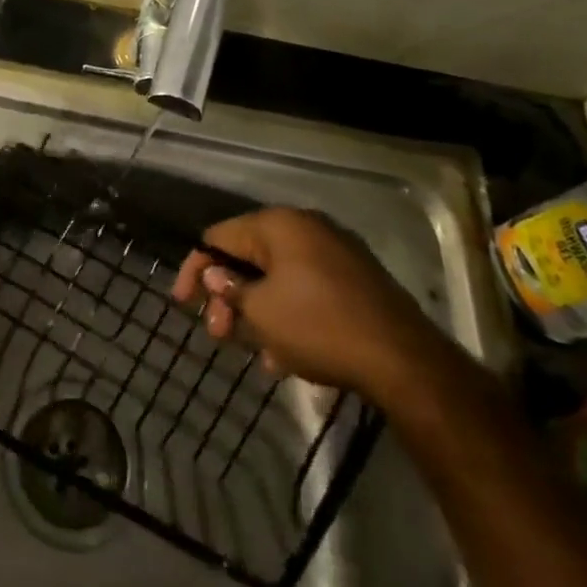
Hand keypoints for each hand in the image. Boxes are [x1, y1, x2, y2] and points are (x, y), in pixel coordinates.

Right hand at [172, 207, 451, 404]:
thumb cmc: (318, 327)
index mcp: (278, 225)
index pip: (218, 237)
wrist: (403, 361)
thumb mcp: (260, 312)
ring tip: (256, 353)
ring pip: (278, 278)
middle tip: (219, 334)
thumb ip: (230, 289)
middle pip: (249, 257)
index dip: (195, 270)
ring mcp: (336, 253)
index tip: (183, 304)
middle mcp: (306, 228)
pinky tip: (286, 356)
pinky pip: (307, 290)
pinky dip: (289, 315)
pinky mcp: (357, 281)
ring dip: (258, 311)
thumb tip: (216, 277)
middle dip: (228, 296)